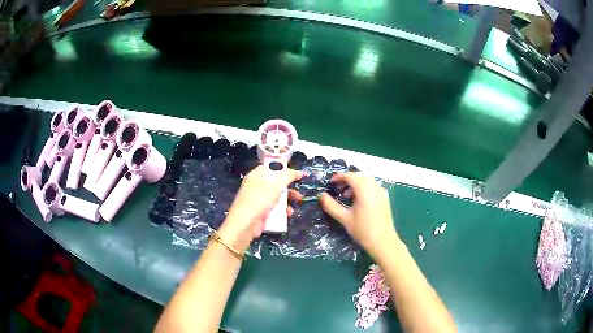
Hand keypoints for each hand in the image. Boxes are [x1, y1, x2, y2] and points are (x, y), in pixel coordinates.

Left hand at [218, 165, 303, 252]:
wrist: (245, 224)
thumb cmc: (259, 200)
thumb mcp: (276, 185)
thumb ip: (289, 176)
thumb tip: (301, 172)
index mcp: (256, 175)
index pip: (270, 168)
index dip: (283, 169)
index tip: (295, 174)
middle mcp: (256, 186)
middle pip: (275, 184)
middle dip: (289, 188)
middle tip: (298, 192)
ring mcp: (258, 200)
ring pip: (276, 197)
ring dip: (287, 200)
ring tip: (297, 203)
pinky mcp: (260, 212)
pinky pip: (274, 208)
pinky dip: (282, 210)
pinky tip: (288, 214)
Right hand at [319, 173, 398, 257]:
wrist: (383, 242)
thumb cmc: (363, 231)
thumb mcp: (344, 218)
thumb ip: (331, 206)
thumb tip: (321, 195)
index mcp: (364, 190)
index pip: (350, 176)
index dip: (339, 177)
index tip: (330, 183)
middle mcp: (374, 187)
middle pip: (359, 176)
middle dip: (347, 179)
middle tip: (337, 188)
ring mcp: (381, 192)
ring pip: (367, 180)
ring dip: (355, 183)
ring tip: (346, 195)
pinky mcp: (385, 197)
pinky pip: (373, 186)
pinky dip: (364, 187)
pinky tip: (359, 200)